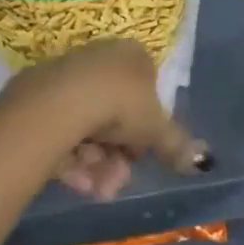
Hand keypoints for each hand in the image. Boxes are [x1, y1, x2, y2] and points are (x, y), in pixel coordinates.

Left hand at [4, 39, 211, 200]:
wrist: (60, 102)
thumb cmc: (119, 103)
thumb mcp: (156, 128)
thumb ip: (176, 144)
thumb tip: (203, 161)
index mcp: (133, 55)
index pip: (145, 93)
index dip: (145, 130)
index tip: (140, 156)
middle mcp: (102, 59)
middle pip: (115, 115)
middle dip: (118, 156)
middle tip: (116, 183)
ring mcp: (70, 76)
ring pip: (89, 127)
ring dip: (97, 165)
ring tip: (96, 189)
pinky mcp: (40, 97)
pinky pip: (63, 131)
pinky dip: (72, 159)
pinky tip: (76, 182)